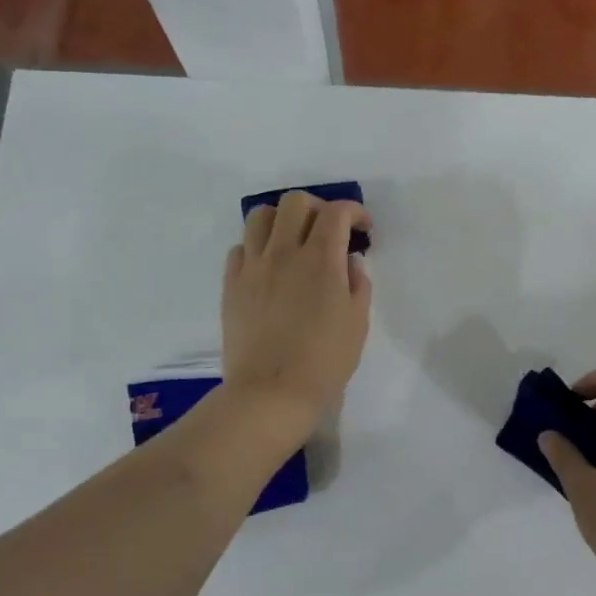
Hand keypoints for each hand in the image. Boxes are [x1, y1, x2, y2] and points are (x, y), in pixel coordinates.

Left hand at [221, 192, 371, 437]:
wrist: (271, 392)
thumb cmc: (325, 360)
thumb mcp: (357, 322)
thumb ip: (357, 283)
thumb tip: (349, 261)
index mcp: (321, 259)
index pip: (337, 212)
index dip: (354, 211)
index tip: (363, 227)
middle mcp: (284, 252)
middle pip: (295, 202)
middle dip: (318, 208)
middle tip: (329, 231)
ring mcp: (253, 266)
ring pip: (260, 216)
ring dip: (282, 219)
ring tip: (294, 240)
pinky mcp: (231, 285)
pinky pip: (241, 248)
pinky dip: (258, 247)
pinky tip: (270, 267)